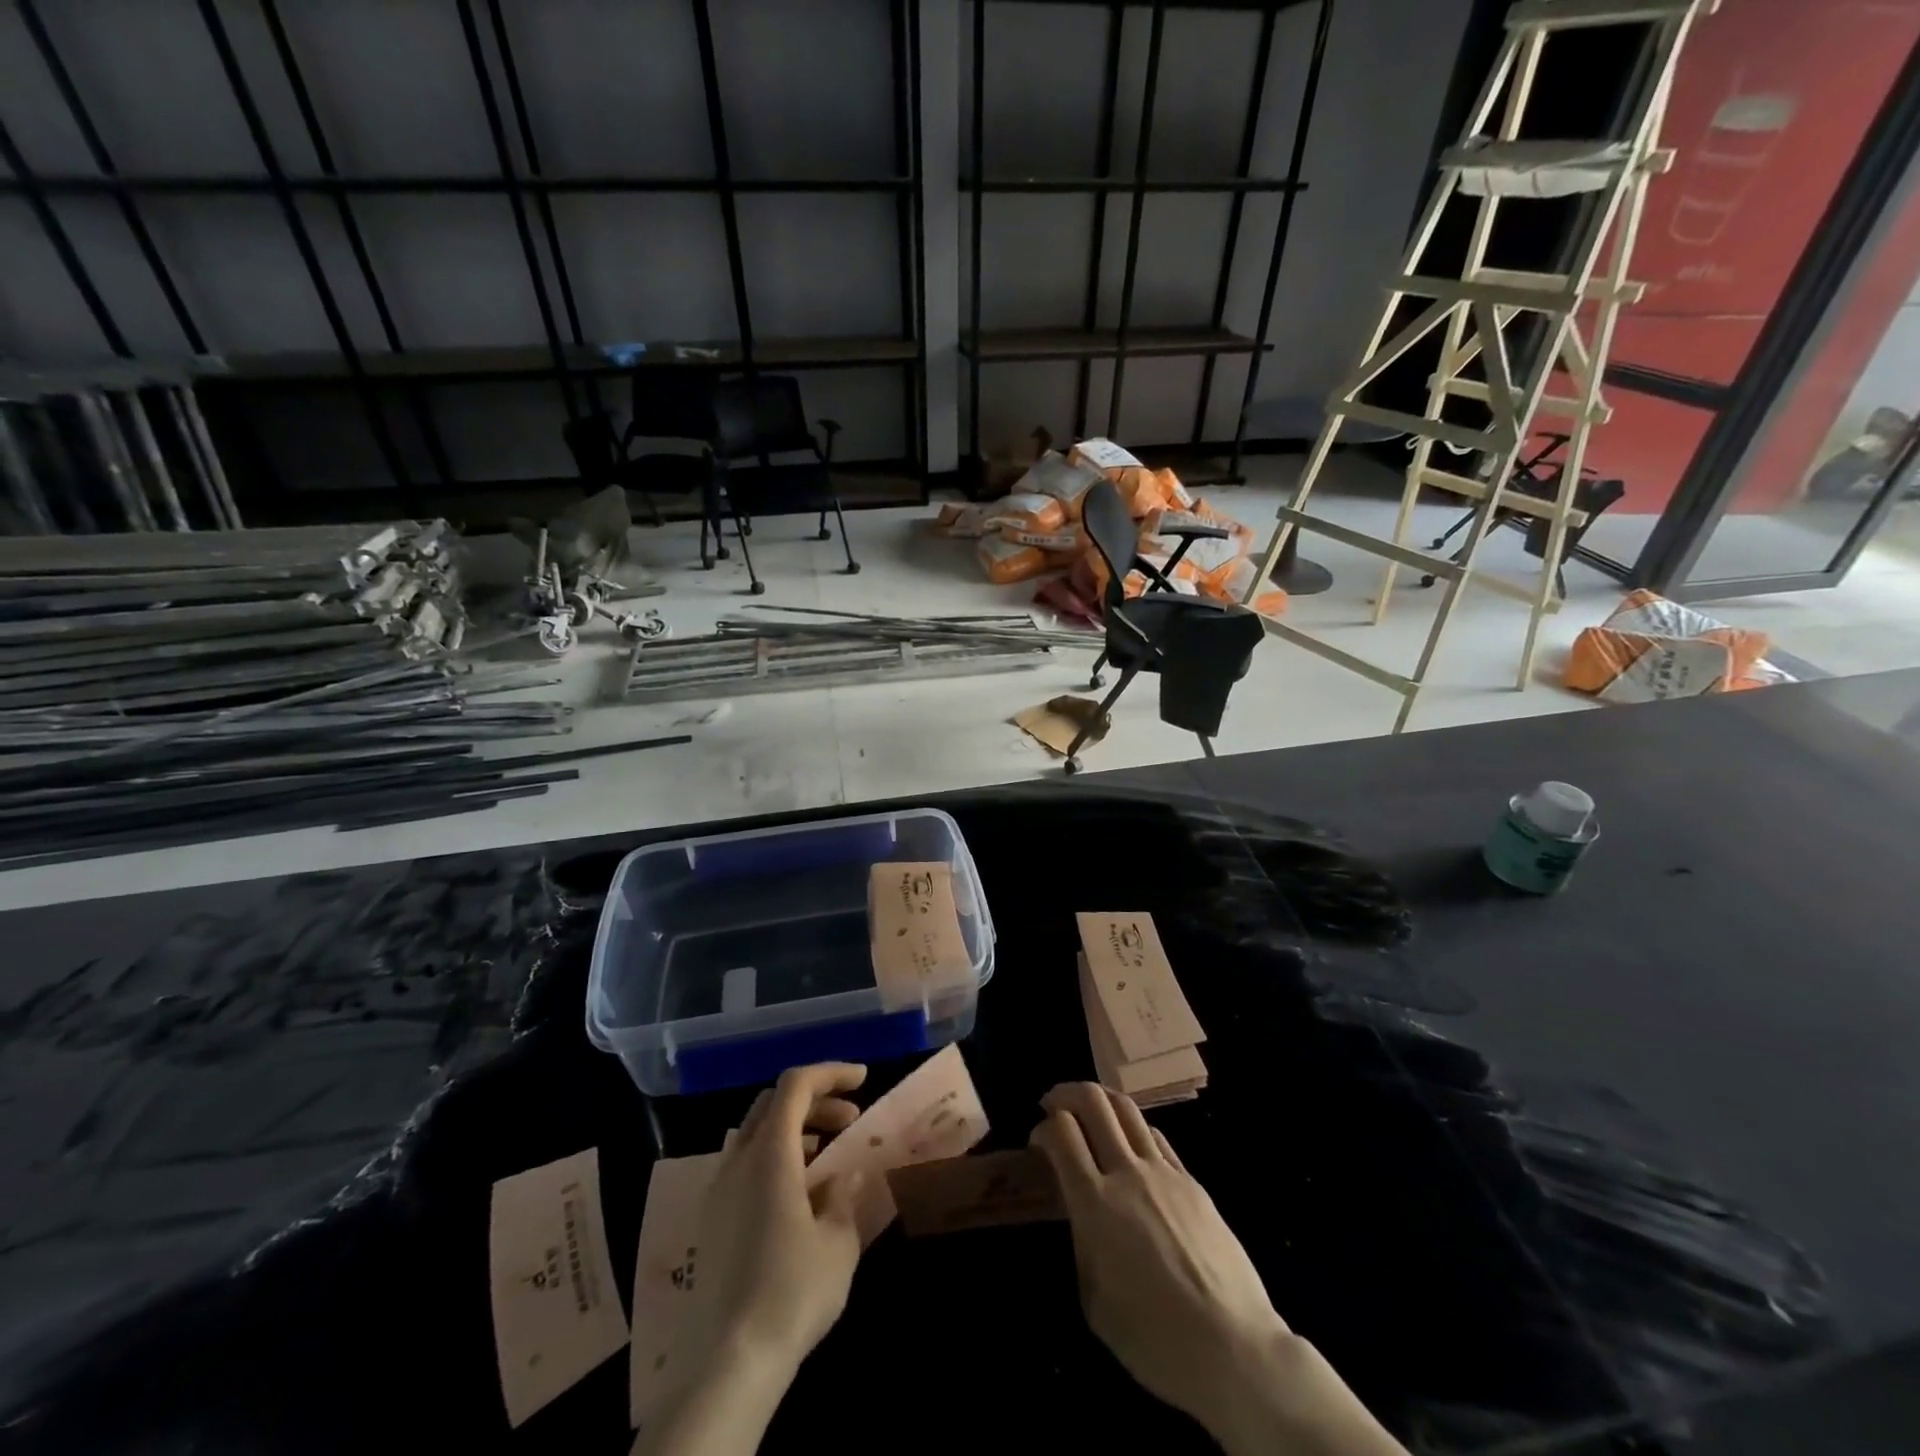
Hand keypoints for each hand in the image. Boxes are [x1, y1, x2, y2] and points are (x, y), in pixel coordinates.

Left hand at [677, 1062, 870, 1381]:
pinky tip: (797, 1192)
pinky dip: (775, 1157)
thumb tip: (841, 1176)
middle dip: (815, 1100)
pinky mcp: (711, 1220)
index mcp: (769, 1154)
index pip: (796, 1085)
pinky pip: (745, 1164)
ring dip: (794, 1128)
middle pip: (774, 1103)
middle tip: (850, 1119)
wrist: (727, 1363)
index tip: (864, 1079)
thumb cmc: (792, 1292)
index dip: (831, 1072)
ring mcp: (718, 1190)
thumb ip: (842, 1197)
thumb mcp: (838, 1242)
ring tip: (826, 1153)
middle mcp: (738, 1160)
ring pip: (756, 1133)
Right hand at [1031, 1084, 1405, 1455]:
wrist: (1234, 1348)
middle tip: (1055, 1105)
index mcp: (1095, 1204)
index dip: (1043, 1128)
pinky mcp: (1192, 1181)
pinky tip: (1130, 1146)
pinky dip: (1133, 1128)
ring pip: (1127, 1107)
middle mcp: (1128, 1173)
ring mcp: (1164, 1172)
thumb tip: (1081, 1211)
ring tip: (1090, 1111)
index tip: (1038, 1143)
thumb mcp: (1095, 1299)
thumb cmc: (1154, 1338)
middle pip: (1094, 1101)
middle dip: (1066, 1094)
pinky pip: (1155, 1136)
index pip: (1061, 1132)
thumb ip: (1082, 1242)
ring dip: (1101, 1100)